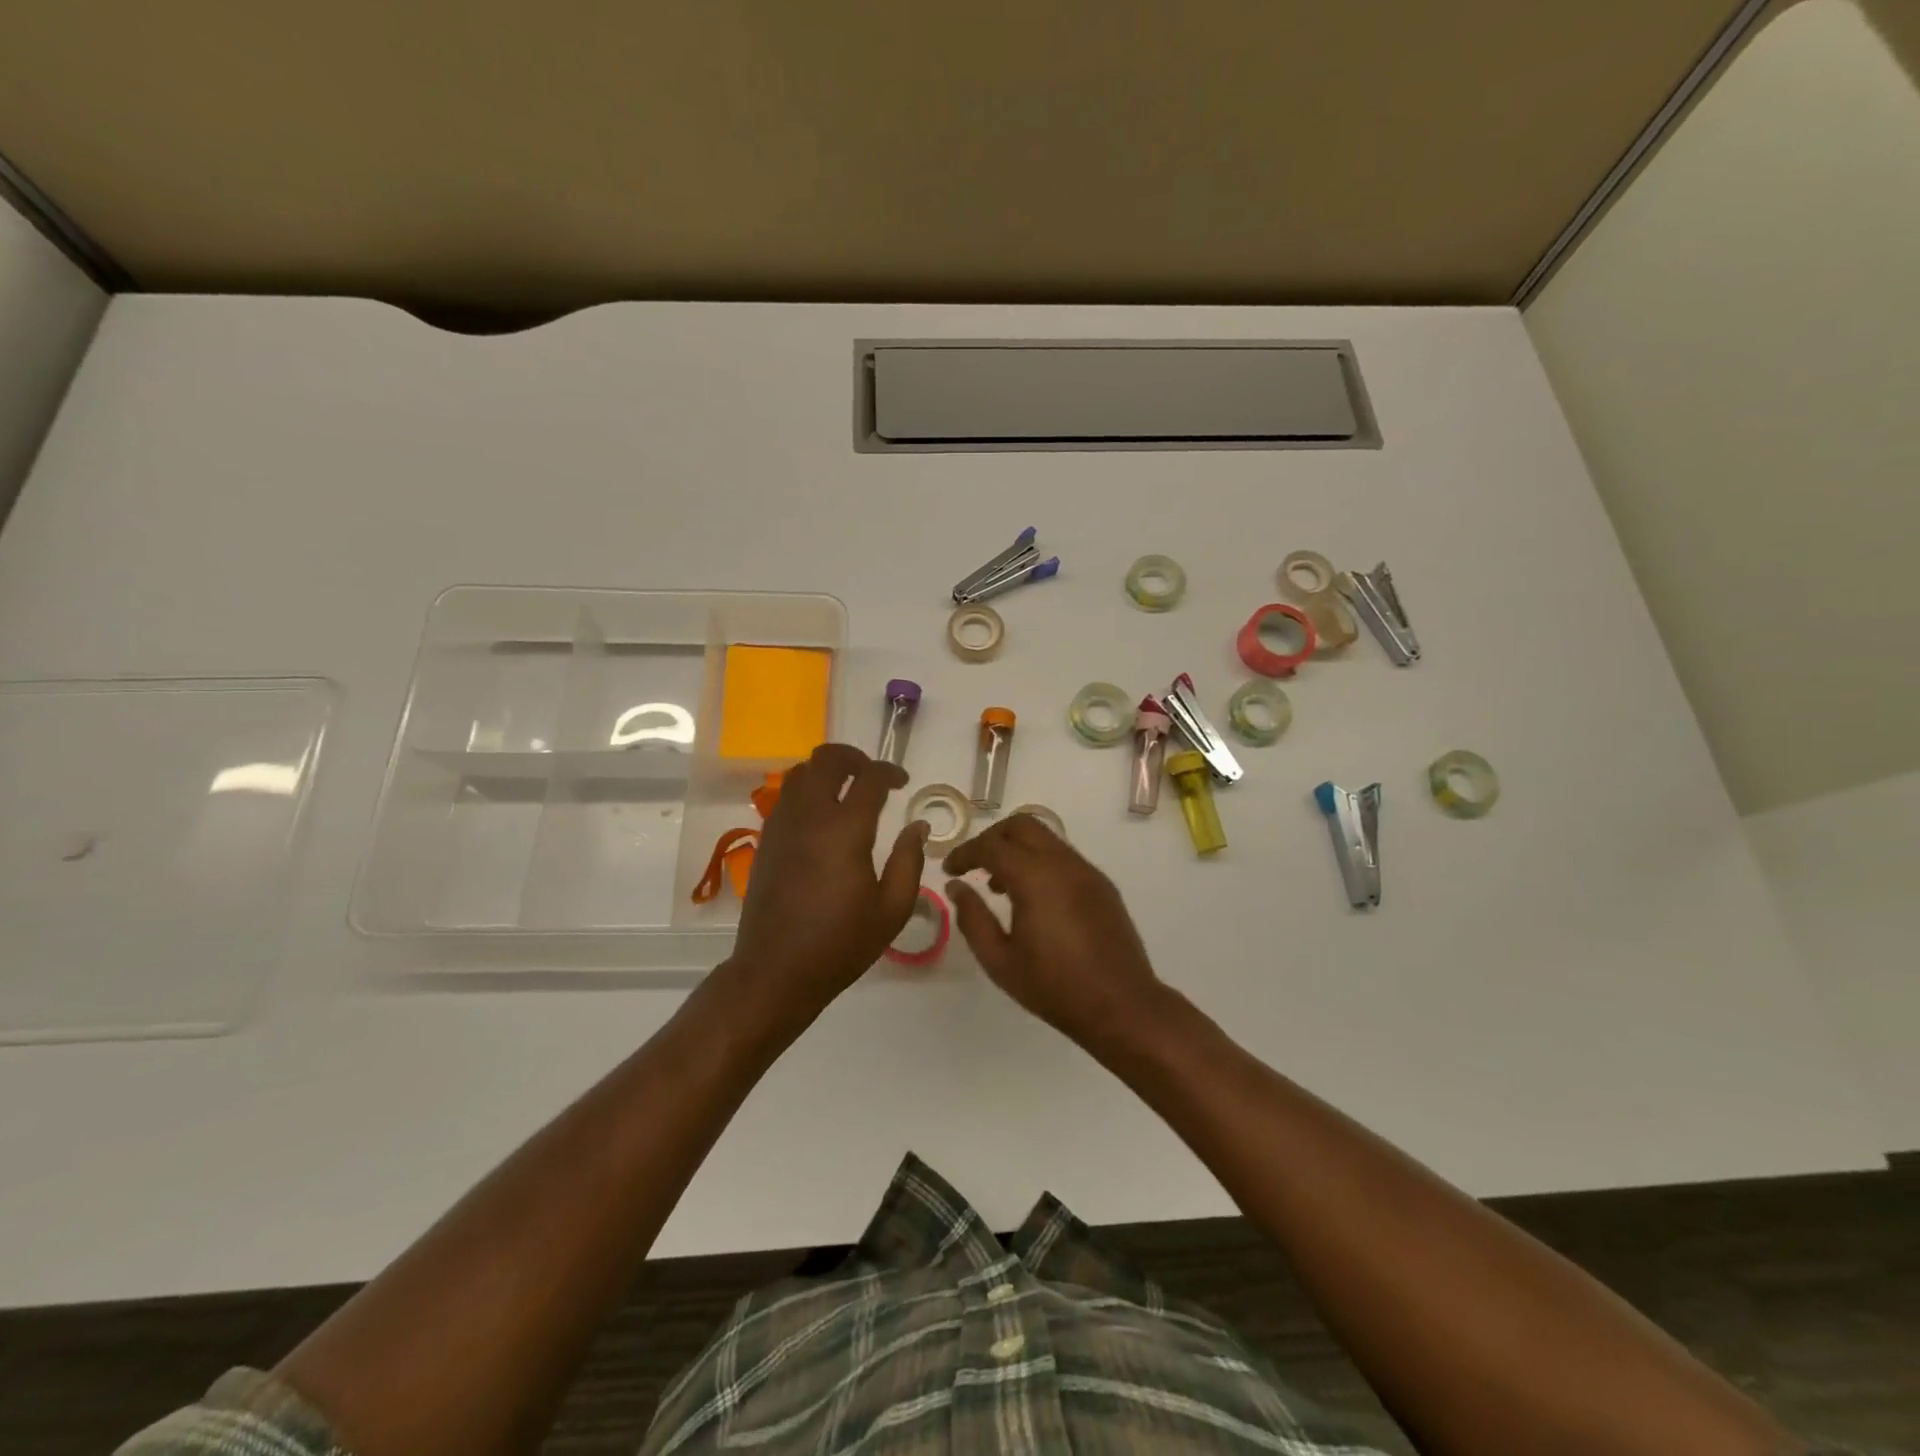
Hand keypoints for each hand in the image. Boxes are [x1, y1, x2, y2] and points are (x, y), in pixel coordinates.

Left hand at [729, 743, 927, 1023]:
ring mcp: (782, 825)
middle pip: (826, 759)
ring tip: (846, 791)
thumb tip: (917, 827)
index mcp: (845, 830)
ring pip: (800, 773)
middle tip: (872, 776)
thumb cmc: (840, 944)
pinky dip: (806, 791)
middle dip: (854, 757)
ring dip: (826, 772)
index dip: (890, 771)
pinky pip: (785, 797)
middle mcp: (810, 816)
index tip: (902, 782)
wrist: (775, 971)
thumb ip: (909, 861)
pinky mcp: (766, 840)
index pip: (869, 777)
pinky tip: (821, 818)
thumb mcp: (891, 909)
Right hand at [943, 814, 1167, 1045]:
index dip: (965, 853)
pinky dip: (1040, 862)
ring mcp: (1087, 871)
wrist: (1121, 1005)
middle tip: (973, 865)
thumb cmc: (1054, 987)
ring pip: (1046, 838)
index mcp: (1035, 878)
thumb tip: (957, 888)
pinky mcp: (1102, 884)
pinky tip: (1033, 898)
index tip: (949, 870)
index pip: (991, 845)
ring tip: (999, 886)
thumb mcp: (1000, 960)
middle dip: (992, 838)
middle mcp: (1063, 863)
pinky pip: (1064, 857)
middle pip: (1021, 825)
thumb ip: (973, 918)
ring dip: (1017, 849)